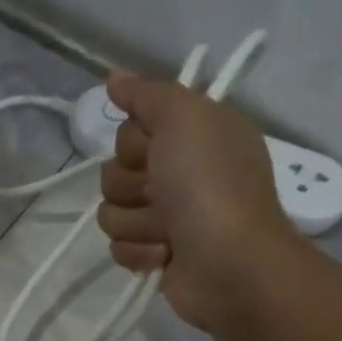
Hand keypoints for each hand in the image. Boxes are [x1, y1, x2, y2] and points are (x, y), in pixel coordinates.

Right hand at [96, 70, 304, 329]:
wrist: (230, 263)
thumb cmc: (210, 186)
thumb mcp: (185, 118)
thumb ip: (147, 94)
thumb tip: (113, 77)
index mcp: (192, 138)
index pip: (129, 132)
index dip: (134, 143)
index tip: (156, 150)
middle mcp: (180, 173)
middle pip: (113, 172)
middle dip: (132, 186)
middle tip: (164, 194)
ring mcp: (167, 217)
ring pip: (111, 211)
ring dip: (138, 222)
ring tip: (169, 231)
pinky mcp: (155, 254)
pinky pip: (118, 245)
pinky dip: (140, 252)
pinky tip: (166, 255)